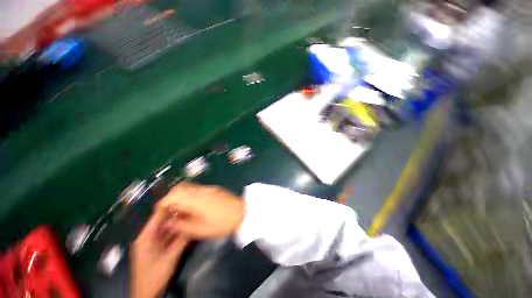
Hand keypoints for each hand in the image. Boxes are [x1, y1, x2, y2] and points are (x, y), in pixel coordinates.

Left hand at [130, 211, 188, 297]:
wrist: (147, 294)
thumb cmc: (154, 276)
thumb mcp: (169, 259)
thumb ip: (181, 241)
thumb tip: (193, 225)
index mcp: (146, 238)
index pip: (157, 217)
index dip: (169, 206)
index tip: (182, 196)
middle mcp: (149, 237)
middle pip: (163, 221)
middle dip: (177, 214)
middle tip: (191, 205)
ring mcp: (154, 243)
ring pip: (167, 228)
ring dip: (178, 222)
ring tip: (191, 213)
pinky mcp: (159, 248)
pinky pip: (169, 236)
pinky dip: (177, 231)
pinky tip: (187, 226)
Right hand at [156, 182, 245, 238]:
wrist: (243, 212)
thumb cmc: (223, 223)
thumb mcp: (202, 229)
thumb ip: (183, 225)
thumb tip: (169, 222)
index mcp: (197, 199)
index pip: (175, 194)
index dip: (164, 202)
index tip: (160, 212)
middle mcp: (202, 190)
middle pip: (181, 187)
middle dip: (171, 197)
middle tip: (170, 211)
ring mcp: (209, 188)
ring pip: (189, 187)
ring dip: (181, 196)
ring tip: (180, 210)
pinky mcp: (214, 189)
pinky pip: (197, 189)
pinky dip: (190, 196)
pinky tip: (192, 207)